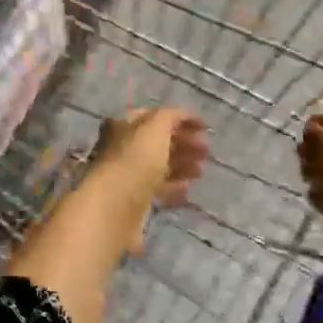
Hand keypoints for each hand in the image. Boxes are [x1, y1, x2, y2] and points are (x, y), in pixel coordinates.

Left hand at [92, 108, 208, 206]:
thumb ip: (171, 116)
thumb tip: (184, 116)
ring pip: (159, 166)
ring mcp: (127, 175)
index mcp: (123, 125)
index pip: (154, 116)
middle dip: (184, 144)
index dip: (180, 119)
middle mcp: (122, 148)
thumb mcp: (156, 127)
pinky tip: (187, 189)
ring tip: (201, 171)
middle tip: (206, 152)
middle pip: (158, 142)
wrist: (115, 206)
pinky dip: (173, 187)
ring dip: (182, 165)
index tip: (205, 129)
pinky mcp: (133, 200)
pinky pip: (157, 189)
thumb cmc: (136, 159)